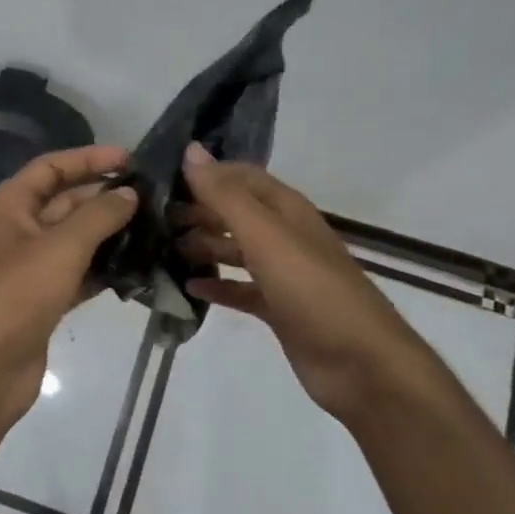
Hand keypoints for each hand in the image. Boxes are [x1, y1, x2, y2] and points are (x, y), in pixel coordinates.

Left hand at [0, 145, 137, 423]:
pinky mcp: (42, 300)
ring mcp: (29, 268)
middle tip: (154, 198)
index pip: (51, 168)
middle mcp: (17, 230)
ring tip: (156, 229)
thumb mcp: (61, 247)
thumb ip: (99, 216)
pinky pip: (78, 273)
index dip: (89, 159)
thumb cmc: (16, 295)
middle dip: (105, 197)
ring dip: (110, 234)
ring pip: (75, 240)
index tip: (131, 160)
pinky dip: (103, 269)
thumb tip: (129, 193)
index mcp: (10, 206)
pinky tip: (139, 268)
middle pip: (65, 202)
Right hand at [176, 144, 444, 427]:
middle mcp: (285, 236)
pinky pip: (240, 289)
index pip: (243, 177)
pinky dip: (217, 285)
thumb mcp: (265, 236)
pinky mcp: (278, 308)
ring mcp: (283, 274)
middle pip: (237, 213)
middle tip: (155, 218)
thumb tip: (191, 151)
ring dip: (204, 246)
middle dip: (200, 211)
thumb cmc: (311, 290)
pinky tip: (189, 287)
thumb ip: (226, 196)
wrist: (359, 363)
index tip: (164, 178)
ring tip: (165, 249)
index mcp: (287, 210)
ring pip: (236, 250)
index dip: (208, 174)